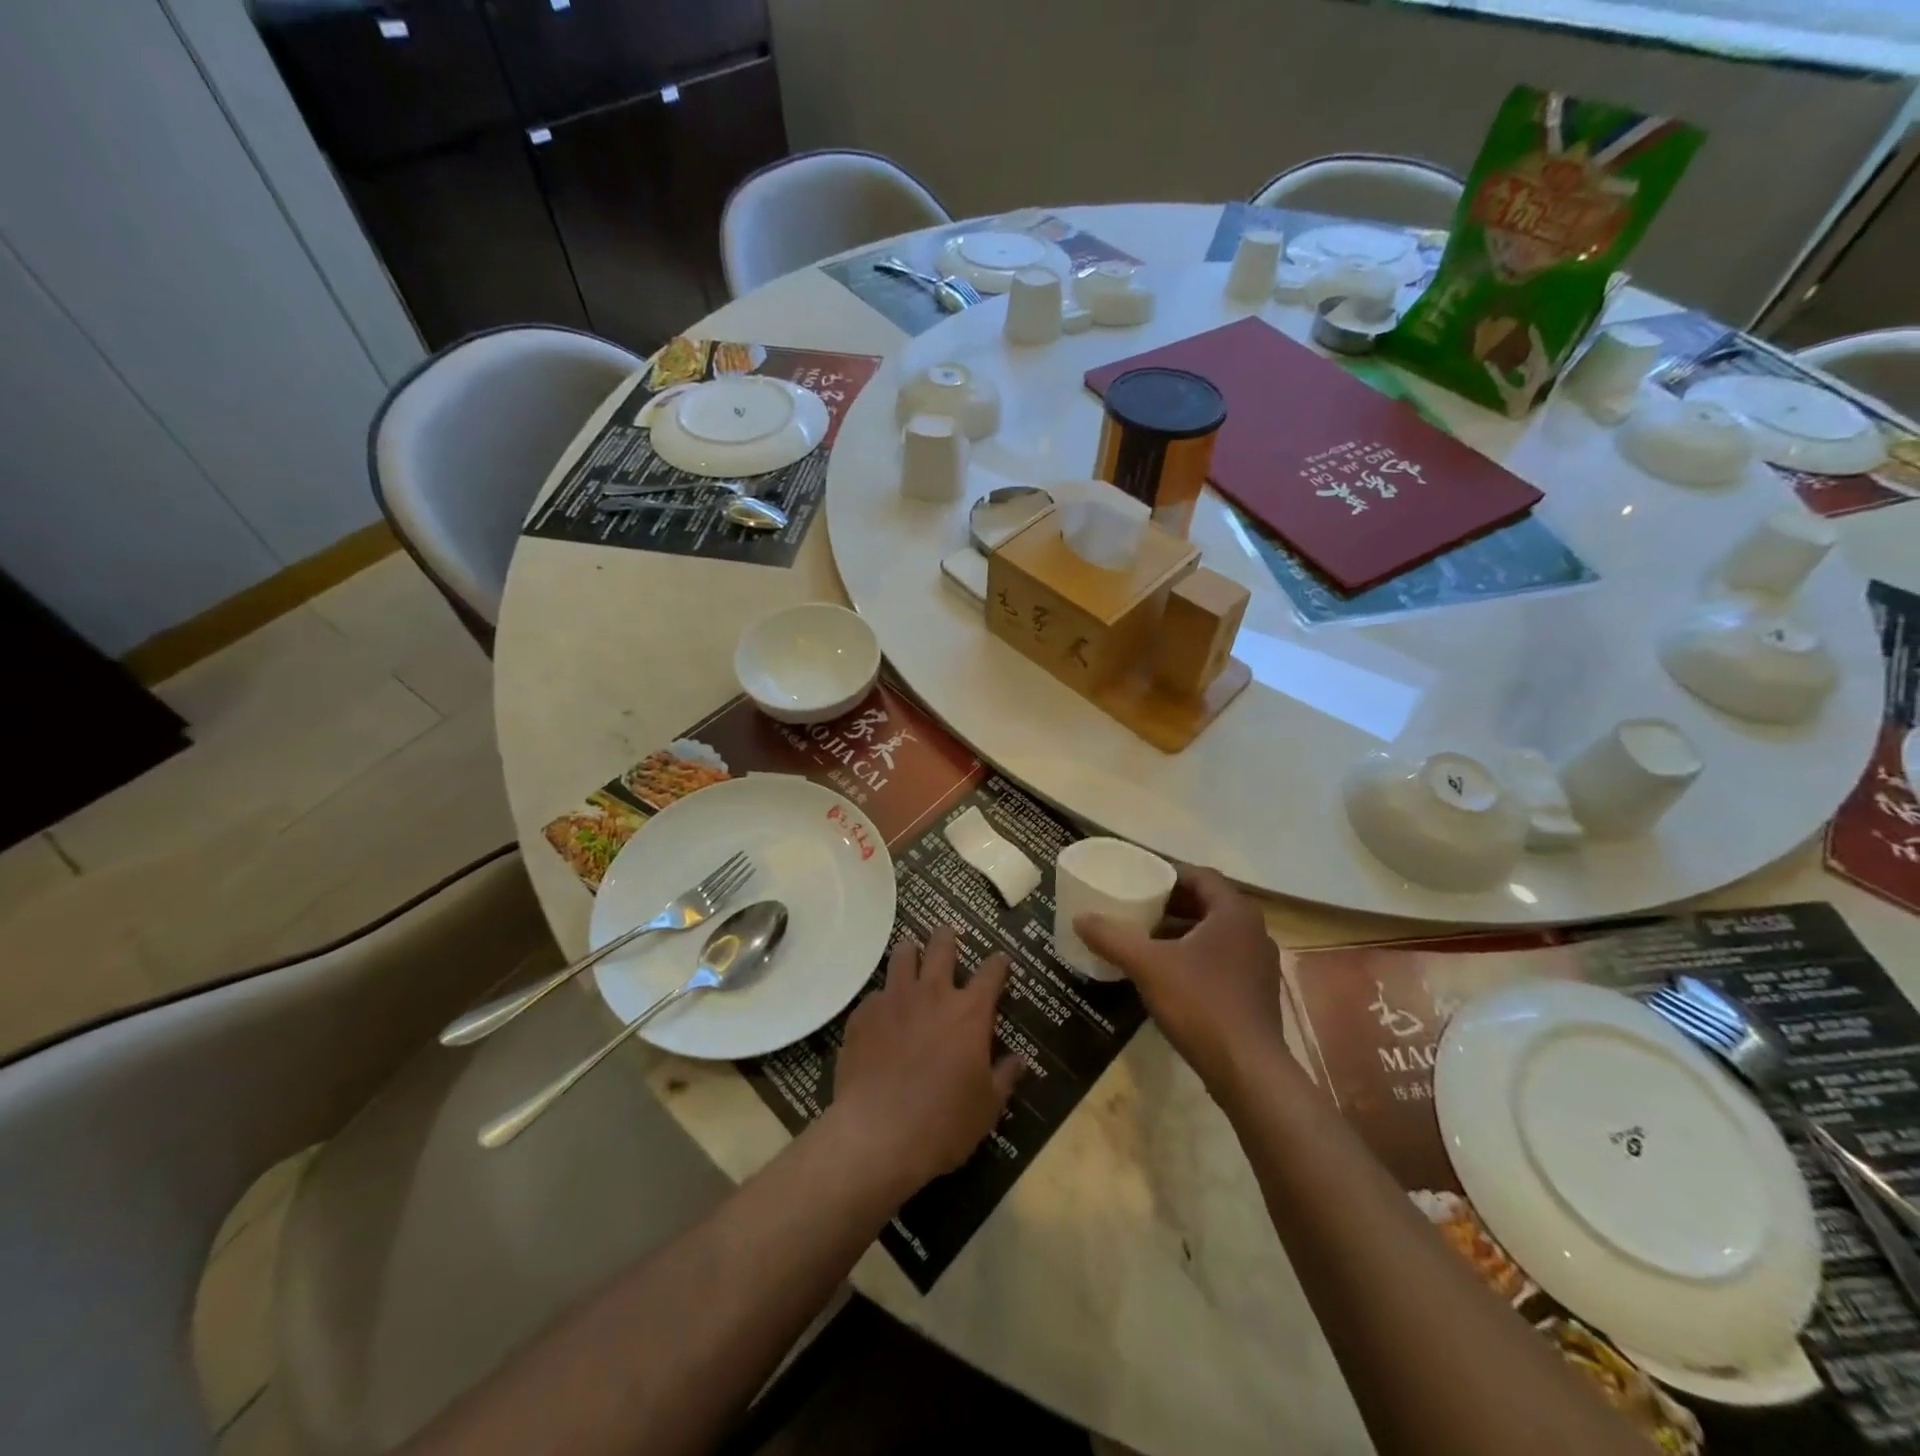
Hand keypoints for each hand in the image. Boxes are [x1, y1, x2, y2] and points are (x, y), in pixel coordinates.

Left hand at [831, 927, 1022, 1192]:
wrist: (878, 1135)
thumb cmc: (943, 1122)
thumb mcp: (987, 1107)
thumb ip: (1005, 1077)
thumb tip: (1018, 1060)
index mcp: (969, 1012)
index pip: (992, 972)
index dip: (999, 963)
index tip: (1001, 960)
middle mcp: (932, 993)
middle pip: (941, 946)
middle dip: (947, 936)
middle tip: (948, 934)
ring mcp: (894, 999)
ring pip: (902, 956)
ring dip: (910, 952)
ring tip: (910, 954)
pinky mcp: (863, 1014)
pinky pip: (875, 994)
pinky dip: (883, 998)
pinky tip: (881, 1013)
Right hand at [1075, 866, 1286, 1097]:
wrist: (1248, 1071)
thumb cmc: (1200, 1003)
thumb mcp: (1147, 965)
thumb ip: (1112, 938)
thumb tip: (1079, 918)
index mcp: (1234, 912)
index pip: (1200, 876)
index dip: (1167, 873)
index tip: (1138, 879)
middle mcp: (1253, 930)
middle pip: (1207, 903)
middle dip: (1171, 904)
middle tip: (1136, 907)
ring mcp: (1259, 963)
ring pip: (1214, 934)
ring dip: (1181, 931)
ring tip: (1145, 939)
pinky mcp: (1256, 992)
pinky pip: (1221, 959)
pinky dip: (1194, 956)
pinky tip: (1167, 974)